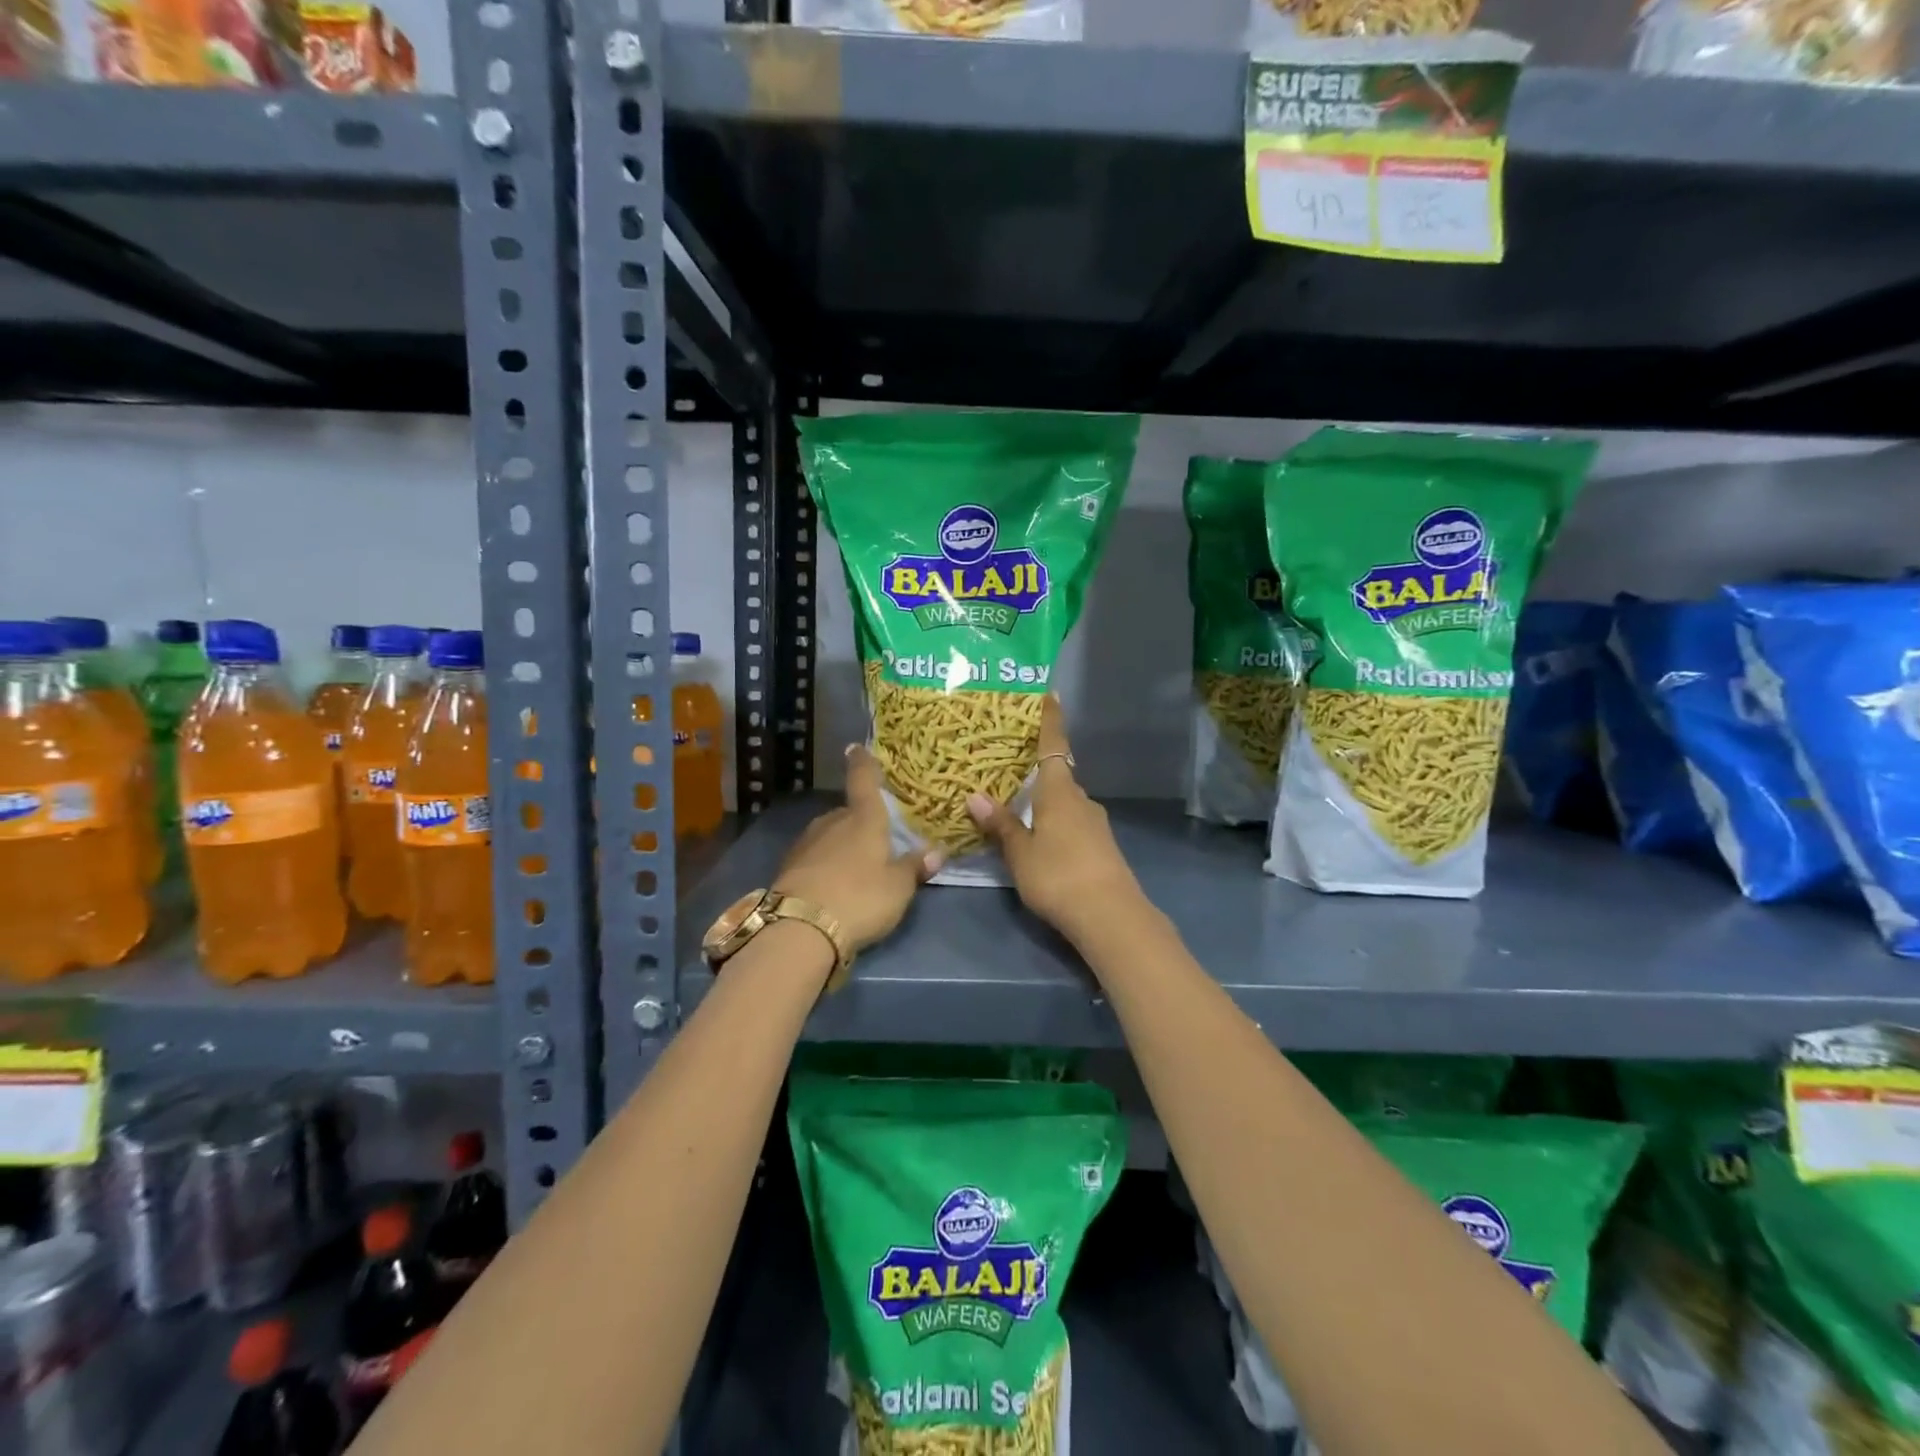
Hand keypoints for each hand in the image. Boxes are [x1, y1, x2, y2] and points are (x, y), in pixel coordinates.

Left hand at [773, 744, 942, 952]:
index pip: (864, 781)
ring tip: (855, 866)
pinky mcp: (789, 866)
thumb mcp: (898, 888)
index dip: (862, 763)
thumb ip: (915, 868)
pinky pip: (814, 856)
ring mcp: (806, 842)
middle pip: (848, 813)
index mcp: (864, 819)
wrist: (800, 928)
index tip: (855, 748)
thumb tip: (936, 852)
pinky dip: (824, 864)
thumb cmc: (860, 898)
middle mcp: (833, 822)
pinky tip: (832, 883)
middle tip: (875, 839)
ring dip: (841, 844)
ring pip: (829, 834)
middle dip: (860, 821)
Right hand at [965, 697, 1145, 945]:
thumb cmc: (1059, 875)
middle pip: (1058, 775)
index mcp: (1060, 791)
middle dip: (1037, 769)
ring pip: (1065, 801)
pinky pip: (1072, 822)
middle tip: (1009, 766)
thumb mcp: (1021, 852)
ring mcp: (1095, 823)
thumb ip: (1001, 824)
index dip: (1050, 720)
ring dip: (1045, 800)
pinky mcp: (1101, 845)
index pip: (1054, 746)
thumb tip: (975, 796)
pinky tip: (1041, 838)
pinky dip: (1055, 821)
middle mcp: (1081, 799)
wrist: (1111, 916)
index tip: (1049, 694)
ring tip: (1018, 806)